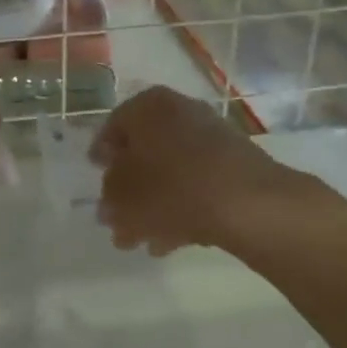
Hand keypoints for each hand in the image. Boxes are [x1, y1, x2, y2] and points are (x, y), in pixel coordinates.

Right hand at [91, 86, 285, 254]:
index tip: (98, 180)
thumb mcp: (123, 196)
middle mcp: (179, 111)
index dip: (102, 157)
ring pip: (171, 171)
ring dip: (154, 205)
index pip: (113, 127)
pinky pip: (197, 183)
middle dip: (130, 189)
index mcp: (146, 106)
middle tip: (118, 219)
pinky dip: (182, 207)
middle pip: (144, 152)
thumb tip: (109, 204)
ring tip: (143, 240)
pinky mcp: (235, 162)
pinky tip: (173, 240)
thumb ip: (109, 197)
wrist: (248, 202)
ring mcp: (211, 135)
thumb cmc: (171, 188)